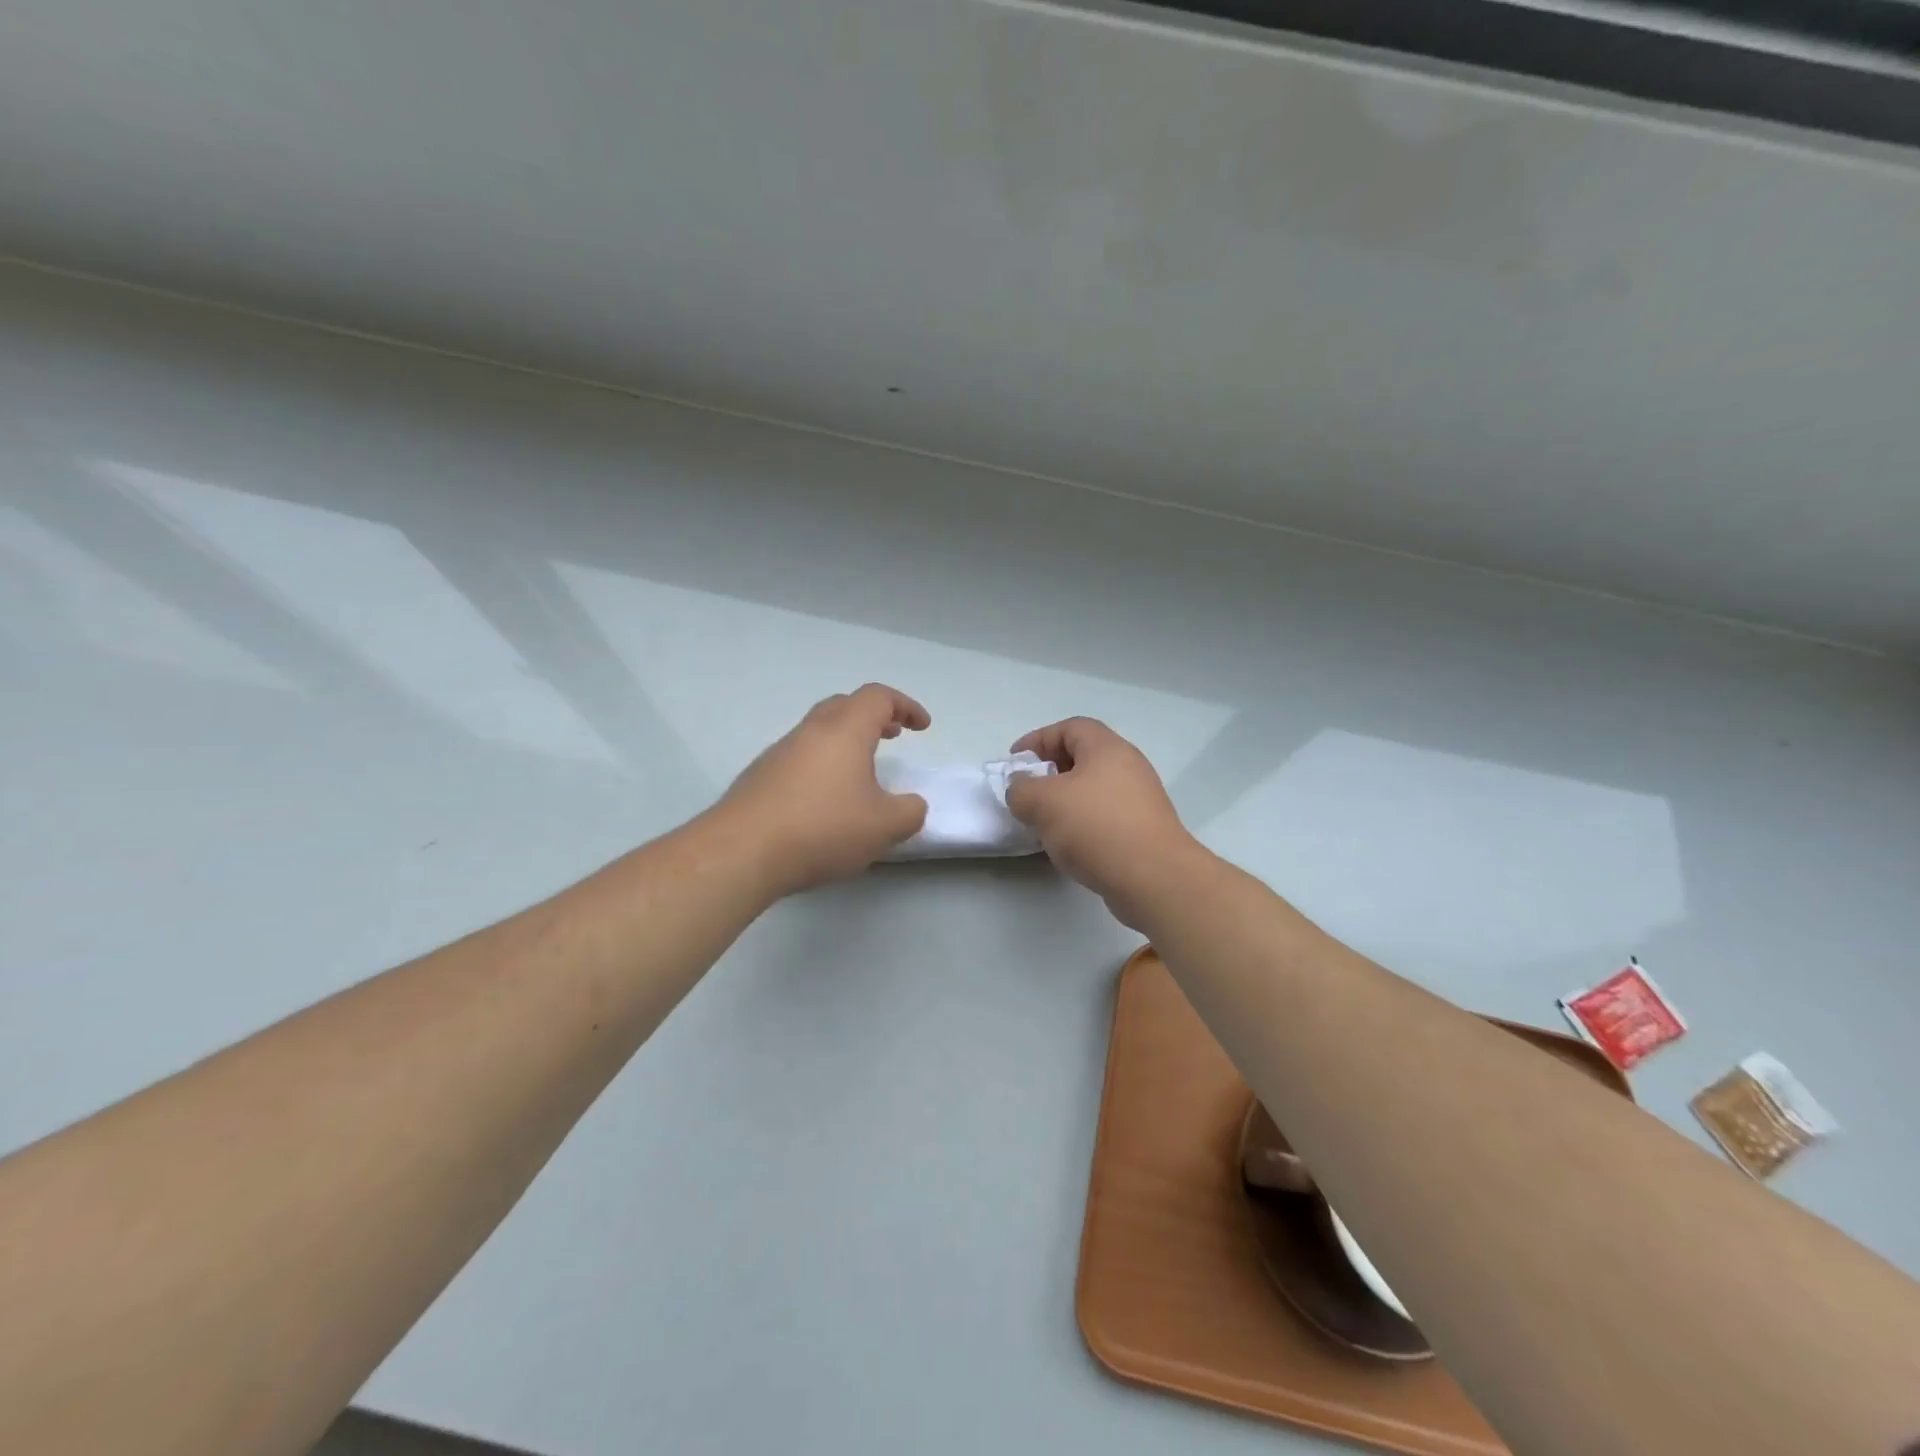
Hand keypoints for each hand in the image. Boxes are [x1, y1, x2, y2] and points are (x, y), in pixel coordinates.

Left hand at [716, 683, 930, 895]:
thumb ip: (909, 812)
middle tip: (893, 735)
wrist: (742, 852)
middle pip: (845, 705)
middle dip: (874, 716)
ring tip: (862, 772)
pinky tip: (825, 799)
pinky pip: (799, 757)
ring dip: (846, 741)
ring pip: (819, 731)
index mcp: (845, 730)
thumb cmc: (823, 828)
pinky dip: (822, 764)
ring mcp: (779, 752)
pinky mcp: (759, 777)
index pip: (878, 697)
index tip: (922, 727)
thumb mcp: (884, 827)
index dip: (906, 705)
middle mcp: (811, 731)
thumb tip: (911, 805)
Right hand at [1003, 717, 1206, 929]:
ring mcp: (1140, 799)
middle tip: (1027, 792)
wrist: (1154, 878)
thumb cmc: (1096, 827)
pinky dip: (1082, 823)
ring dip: (1065, 800)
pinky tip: (1069, 845)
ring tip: (1043, 822)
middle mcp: (1128, 766)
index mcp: (1107, 748)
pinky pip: (1105, 816)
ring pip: (1093, 789)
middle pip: (1083, 757)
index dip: (1038, 739)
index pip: (1069, 727)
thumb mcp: (1044, 802)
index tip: (1015, 762)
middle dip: (1050, 771)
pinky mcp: (1143, 830)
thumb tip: (1021, 788)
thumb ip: (1021, 789)